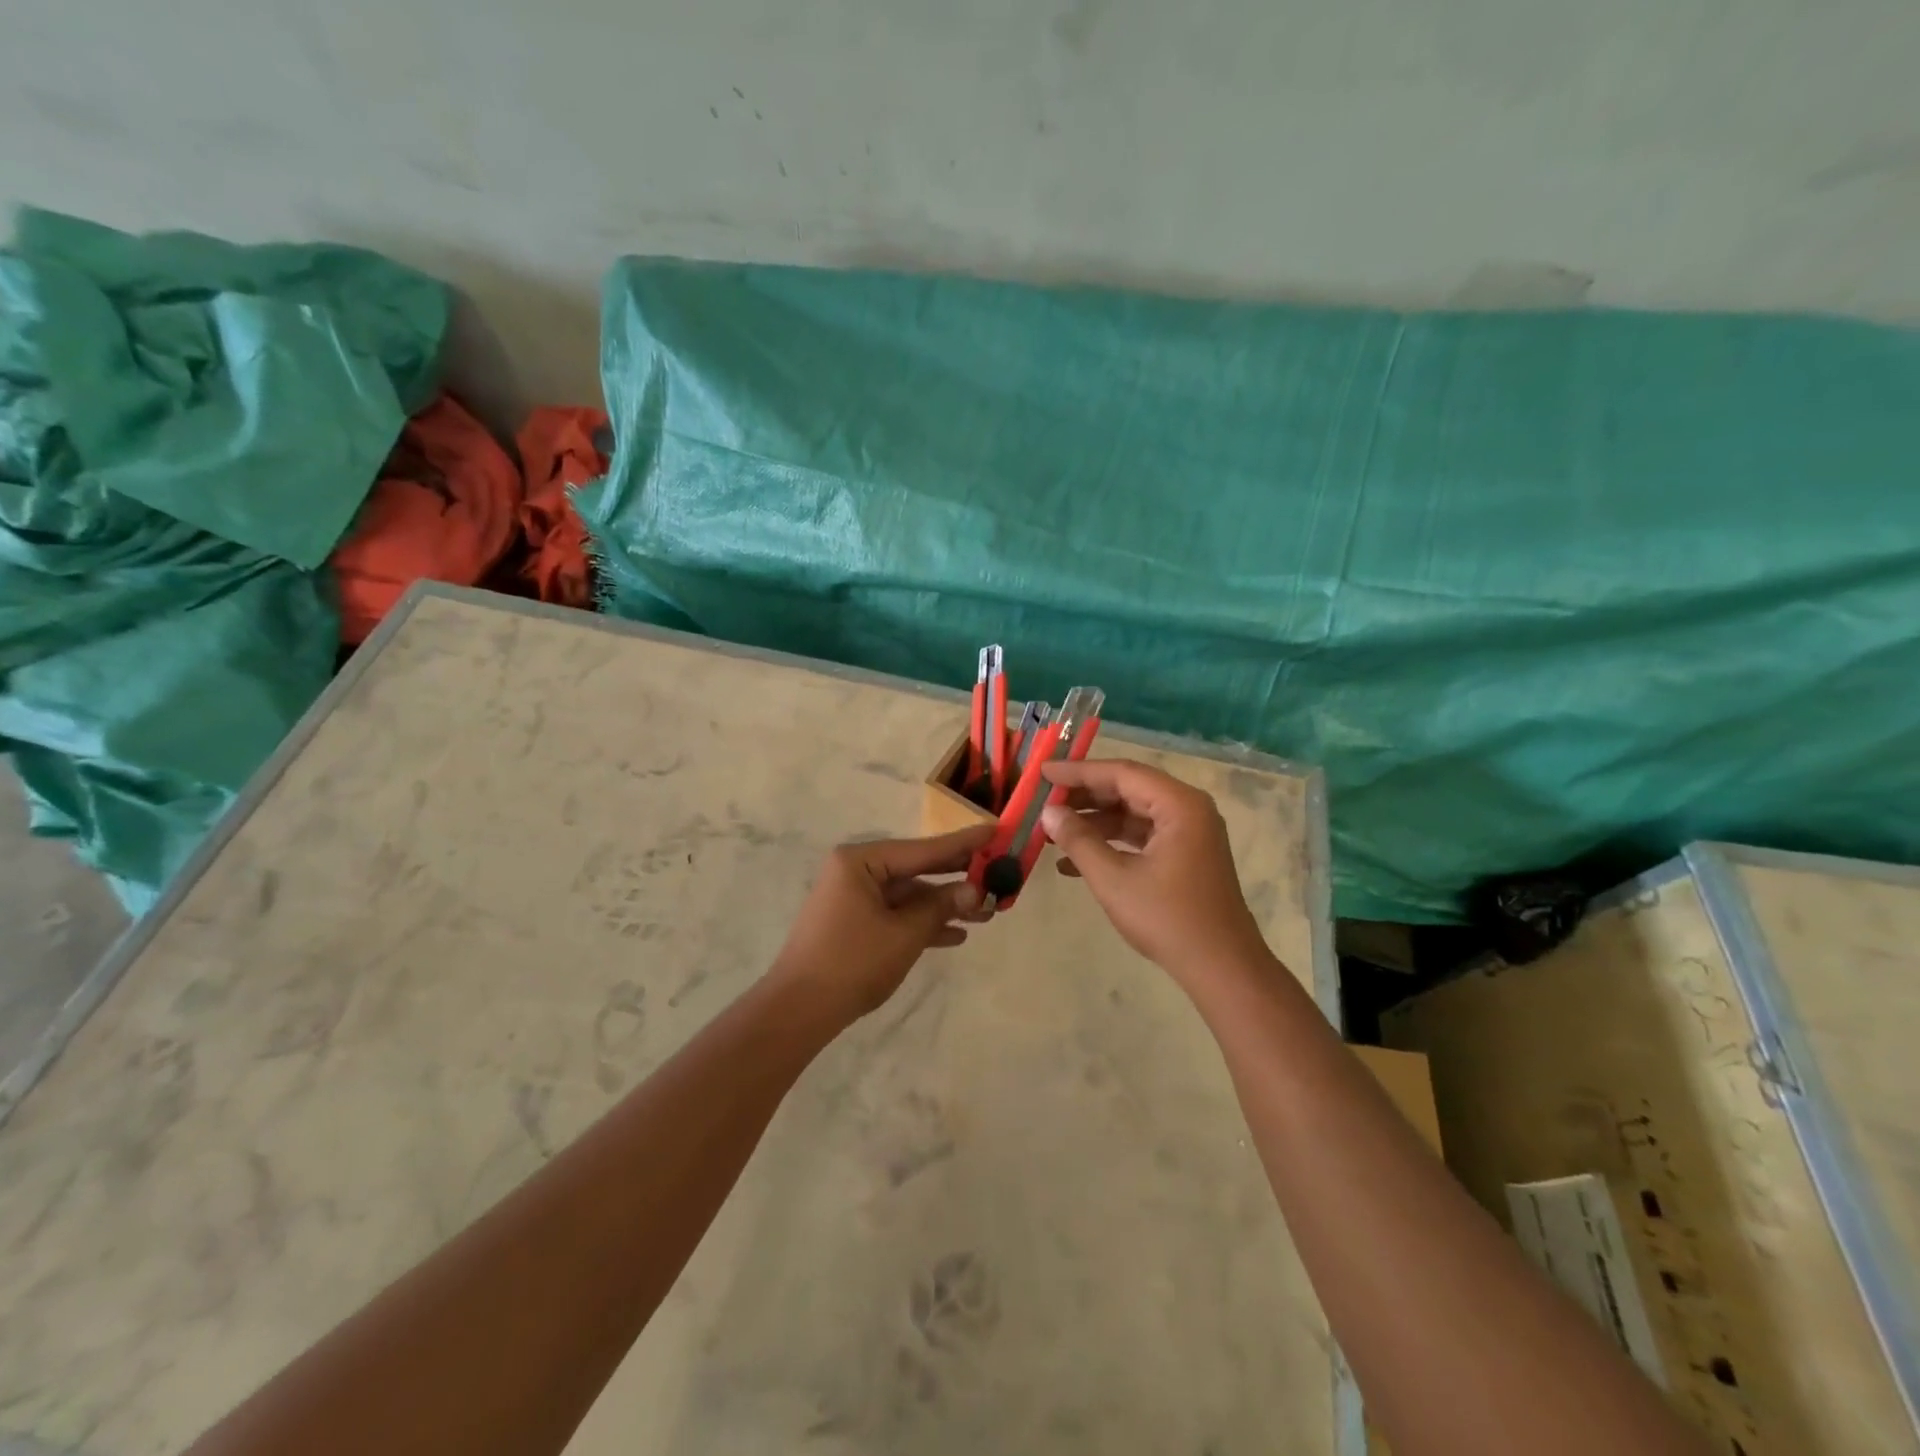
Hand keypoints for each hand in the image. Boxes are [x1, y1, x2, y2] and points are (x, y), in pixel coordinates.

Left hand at [770, 825, 991, 1021]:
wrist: (799, 1011)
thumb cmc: (852, 963)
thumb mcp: (904, 934)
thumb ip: (941, 907)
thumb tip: (975, 890)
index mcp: (861, 861)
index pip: (923, 849)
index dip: (963, 844)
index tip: (996, 831)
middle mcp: (856, 872)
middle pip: (917, 869)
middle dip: (957, 878)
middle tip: (999, 874)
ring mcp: (854, 898)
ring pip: (909, 895)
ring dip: (945, 906)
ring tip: (987, 914)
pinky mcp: (855, 923)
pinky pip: (896, 915)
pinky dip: (923, 923)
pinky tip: (956, 935)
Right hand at [1040, 759, 1271, 987]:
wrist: (1222, 969)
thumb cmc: (1168, 919)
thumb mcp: (1114, 879)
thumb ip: (1079, 840)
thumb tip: (1049, 813)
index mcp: (1179, 805)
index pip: (1122, 773)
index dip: (1079, 771)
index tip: (1043, 772)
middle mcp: (1188, 809)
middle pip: (1128, 789)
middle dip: (1084, 796)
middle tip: (1045, 799)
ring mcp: (1189, 833)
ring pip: (1133, 813)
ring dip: (1094, 821)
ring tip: (1054, 830)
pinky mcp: (1186, 856)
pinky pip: (1142, 836)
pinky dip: (1111, 843)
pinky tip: (1073, 862)